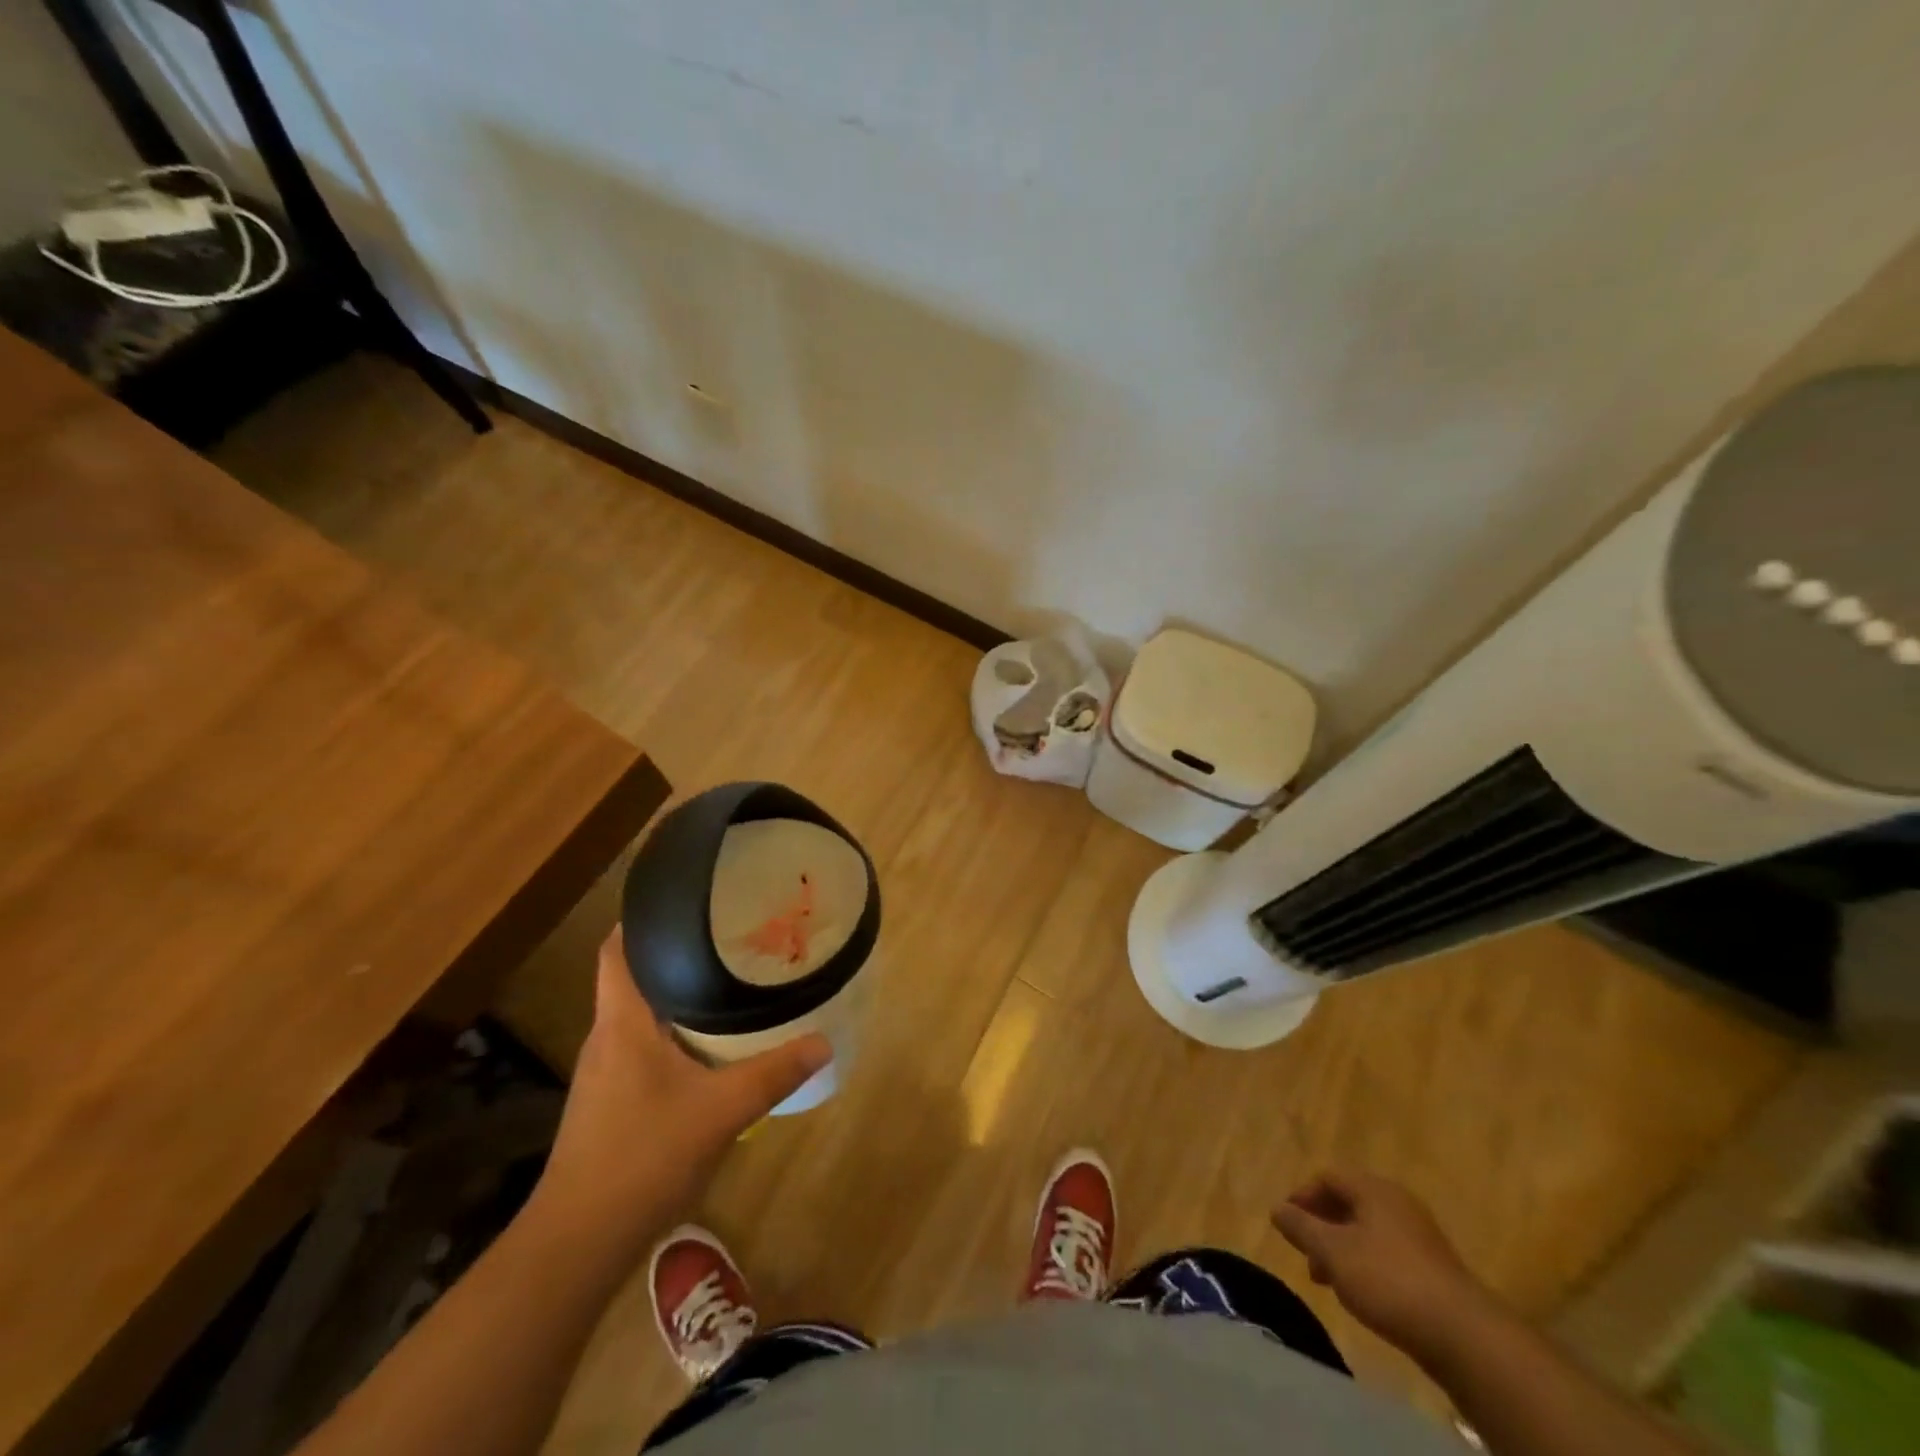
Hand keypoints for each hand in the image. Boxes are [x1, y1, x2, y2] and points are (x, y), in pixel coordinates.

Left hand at [532, 929, 829, 1251]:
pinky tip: (706, 1047)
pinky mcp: (609, 1103)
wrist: (577, 1243)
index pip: (616, 951)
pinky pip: (642, 1048)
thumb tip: (823, 1041)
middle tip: (725, 937)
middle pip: (633, 978)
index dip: (641, 919)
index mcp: (622, 1022)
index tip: (681, 900)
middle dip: (674, 954)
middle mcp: (606, 1038)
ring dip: (674, 996)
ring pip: (639, 1016)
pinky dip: (672, 1034)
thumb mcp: (720, 1110)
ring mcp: (603, 1074)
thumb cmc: (643, 1157)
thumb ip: (773, 1073)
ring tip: (724, 981)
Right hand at [1272, 1169, 1496, 1365]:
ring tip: (1329, 1280)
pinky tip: (1362, 1294)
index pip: (1327, 1177)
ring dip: (1342, 1249)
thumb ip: (1301, 1227)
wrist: (1464, 1336)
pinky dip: (1366, 1264)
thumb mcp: (1332, 1252)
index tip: (1287, 1225)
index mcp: (1373, 1188)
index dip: (1302, 1196)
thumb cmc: (1388, 1280)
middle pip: (1348, 1203)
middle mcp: (1397, 1202)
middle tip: (1306, 1255)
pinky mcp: (1434, 1268)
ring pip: (1367, 1231)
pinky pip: (1387, 1253)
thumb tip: (1276, 1208)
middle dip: (1321, 1226)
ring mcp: (1420, 1235)